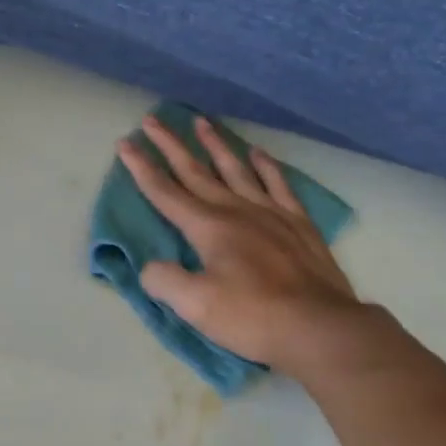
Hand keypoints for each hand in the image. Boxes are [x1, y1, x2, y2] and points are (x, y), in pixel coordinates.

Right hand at [119, 114, 386, 378]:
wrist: (319, 326)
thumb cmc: (253, 317)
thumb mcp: (196, 306)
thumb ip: (165, 281)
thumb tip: (151, 266)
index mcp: (208, 227)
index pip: (165, 192)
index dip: (142, 168)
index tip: (125, 143)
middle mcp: (236, 210)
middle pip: (196, 171)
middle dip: (171, 145)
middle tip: (152, 120)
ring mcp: (270, 212)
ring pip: (236, 168)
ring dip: (215, 145)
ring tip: (201, 121)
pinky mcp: (298, 223)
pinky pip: (278, 183)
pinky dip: (266, 166)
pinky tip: (258, 153)